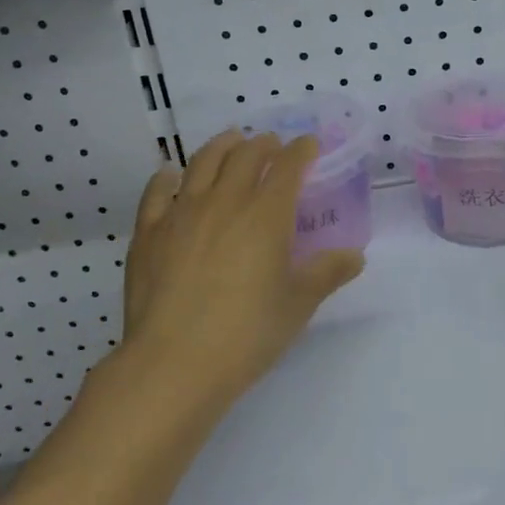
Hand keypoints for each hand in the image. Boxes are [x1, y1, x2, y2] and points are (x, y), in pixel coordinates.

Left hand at [119, 129, 364, 407]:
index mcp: (266, 214)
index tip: (309, 144)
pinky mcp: (148, 232)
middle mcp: (225, 201)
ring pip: (202, 162)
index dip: (301, 150)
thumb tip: (355, 256)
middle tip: (272, 145)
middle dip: (263, 144)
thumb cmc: (245, 334)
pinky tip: (169, 176)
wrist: (173, 363)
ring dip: (221, 146)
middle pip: (245, 155)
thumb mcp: (297, 305)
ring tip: (230, 141)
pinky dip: (166, 177)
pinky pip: (156, 192)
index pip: (288, 166)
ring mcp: (181, 213)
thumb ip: (327, 273)